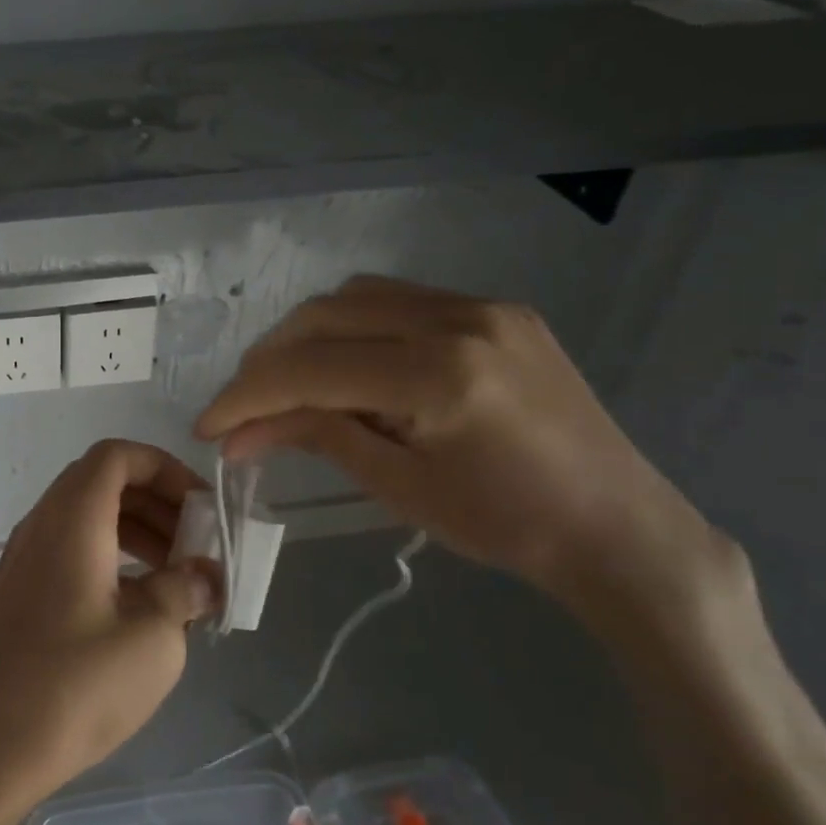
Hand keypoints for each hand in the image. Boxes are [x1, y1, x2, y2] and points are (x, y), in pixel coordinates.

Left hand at [0, 441, 215, 824]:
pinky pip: (72, 552)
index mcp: (72, 518)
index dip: (167, 469)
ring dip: (137, 534)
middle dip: (159, 504)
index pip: (118, 456)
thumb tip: (204, 575)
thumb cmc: (73, 687)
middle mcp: (42, 526)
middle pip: (104, 484)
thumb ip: (184, 591)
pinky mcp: (19, 595)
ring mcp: (24, 560)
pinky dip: (111, 560)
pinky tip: (140, 609)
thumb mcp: (151, 638)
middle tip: (199, 546)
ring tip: (179, 578)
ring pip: (88, 520)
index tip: (203, 510)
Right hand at [195, 276, 745, 640]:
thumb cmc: (507, 525)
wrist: (619, 527)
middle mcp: (458, 318)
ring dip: (306, 336)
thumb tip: (238, 432)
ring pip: (355, 297)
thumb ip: (317, 436)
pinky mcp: (496, 309)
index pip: (309, 368)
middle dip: (267, 361)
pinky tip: (346, 365)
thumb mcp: (398, 485)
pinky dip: (352, 327)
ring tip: (287, 384)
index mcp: (438, 374)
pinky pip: (398, 300)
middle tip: (242, 408)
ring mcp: (482, 305)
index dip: (246, 395)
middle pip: (322, 317)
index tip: (206, 425)